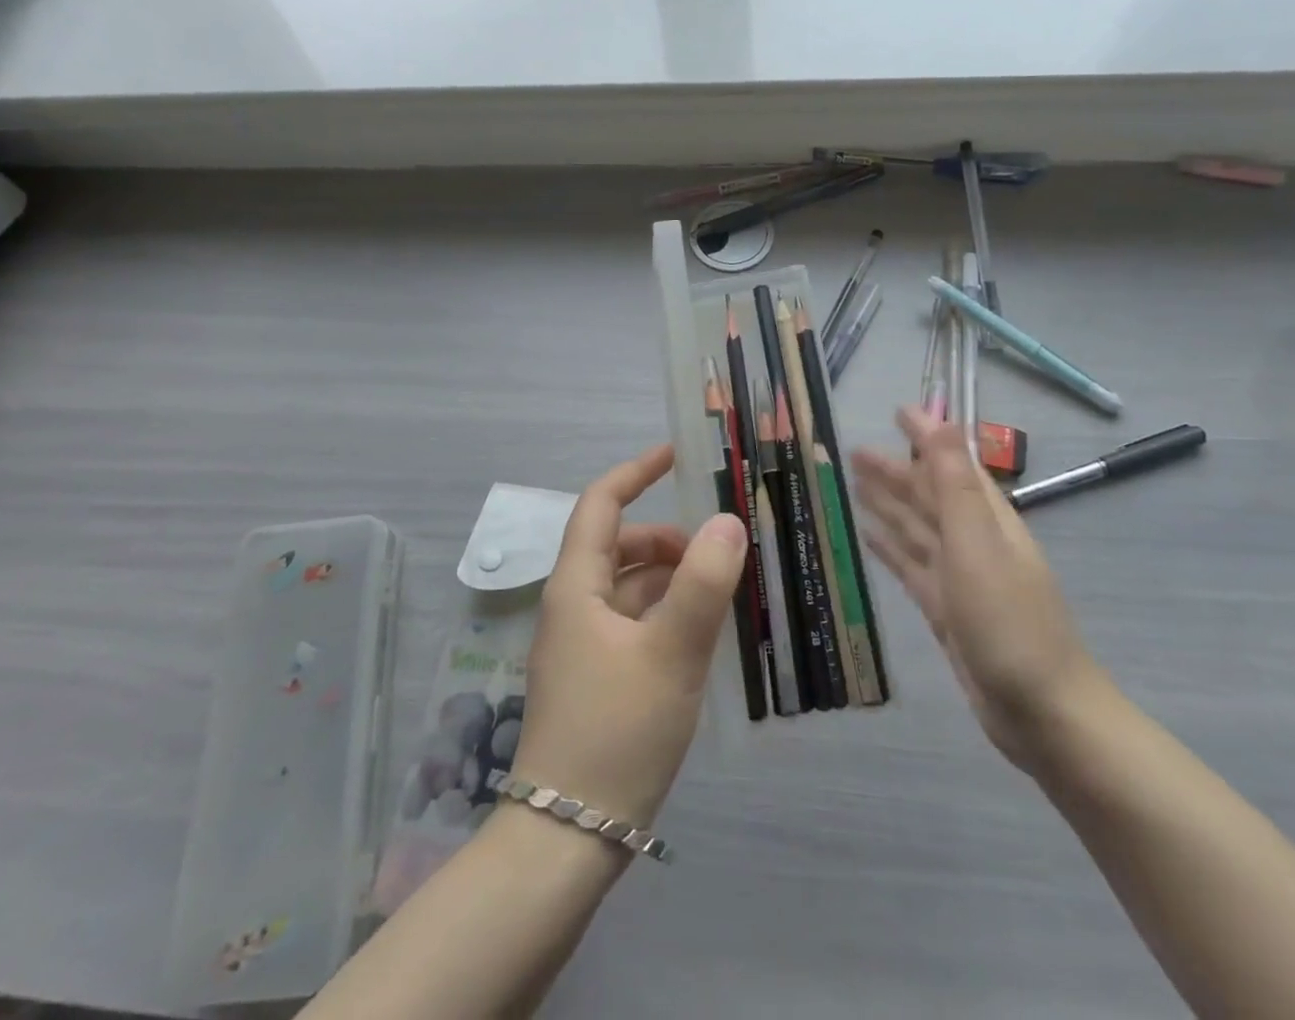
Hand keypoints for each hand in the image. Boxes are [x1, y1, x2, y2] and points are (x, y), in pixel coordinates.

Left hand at [511, 444, 749, 827]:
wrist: (567, 839)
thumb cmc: (616, 731)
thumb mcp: (670, 652)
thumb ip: (702, 584)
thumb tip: (728, 520)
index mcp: (576, 586)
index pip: (601, 505)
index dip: (635, 472)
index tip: (675, 455)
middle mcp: (573, 607)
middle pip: (619, 547)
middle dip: (667, 538)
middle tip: (719, 550)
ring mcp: (582, 647)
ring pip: (629, 589)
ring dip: (671, 579)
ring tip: (721, 591)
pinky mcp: (595, 680)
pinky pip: (633, 625)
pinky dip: (665, 615)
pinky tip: (700, 635)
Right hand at [852, 406, 1107, 768]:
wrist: (1042, 713)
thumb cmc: (1009, 622)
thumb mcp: (977, 544)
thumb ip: (955, 483)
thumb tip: (943, 420)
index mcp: (987, 519)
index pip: (952, 464)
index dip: (927, 436)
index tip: (898, 411)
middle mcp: (974, 542)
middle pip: (928, 496)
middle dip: (895, 471)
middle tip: (854, 451)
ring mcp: (960, 577)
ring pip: (916, 529)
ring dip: (889, 504)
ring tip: (855, 484)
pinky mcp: (946, 610)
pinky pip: (911, 566)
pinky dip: (890, 548)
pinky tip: (869, 538)